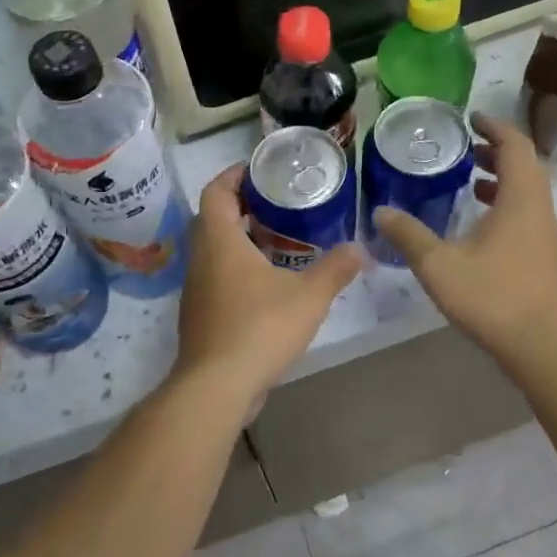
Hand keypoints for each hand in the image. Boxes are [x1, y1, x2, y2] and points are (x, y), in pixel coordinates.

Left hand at [173, 164, 364, 411]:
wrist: (217, 387)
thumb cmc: (260, 328)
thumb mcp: (309, 295)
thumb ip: (336, 269)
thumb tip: (359, 248)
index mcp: (220, 240)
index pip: (216, 190)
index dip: (235, 174)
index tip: (261, 170)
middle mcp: (201, 258)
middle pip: (214, 218)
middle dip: (244, 206)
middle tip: (279, 203)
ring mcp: (197, 289)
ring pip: (215, 250)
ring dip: (241, 240)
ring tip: (280, 240)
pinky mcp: (200, 315)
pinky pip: (217, 277)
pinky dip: (239, 269)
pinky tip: (269, 285)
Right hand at [372, 113, 556, 366]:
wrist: (542, 347)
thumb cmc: (492, 298)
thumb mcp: (439, 265)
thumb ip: (409, 236)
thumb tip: (381, 212)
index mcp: (521, 199)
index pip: (515, 145)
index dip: (494, 126)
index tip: (471, 118)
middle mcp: (540, 210)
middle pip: (525, 165)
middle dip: (497, 151)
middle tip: (466, 147)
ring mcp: (547, 236)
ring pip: (528, 192)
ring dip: (502, 179)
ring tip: (470, 181)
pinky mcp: (546, 258)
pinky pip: (528, 215)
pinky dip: (506, 205)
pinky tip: (480, 226)